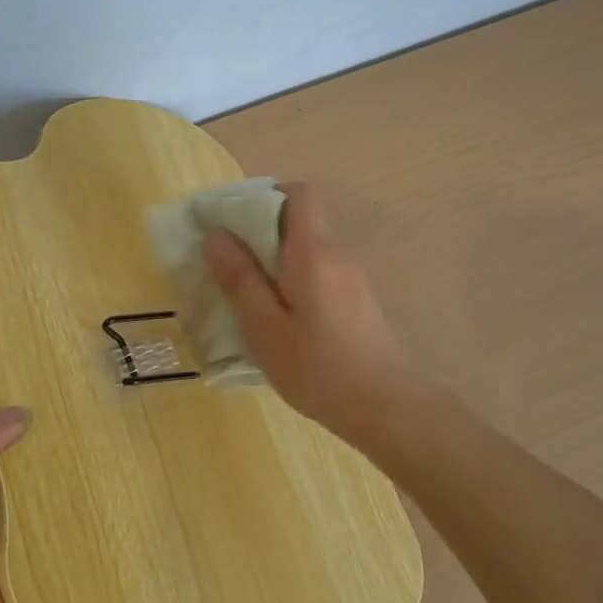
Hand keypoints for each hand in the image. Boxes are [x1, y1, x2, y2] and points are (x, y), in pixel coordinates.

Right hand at [205, 182, 426, 441]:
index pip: (300, 193)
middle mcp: (338, 255)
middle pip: (301, 222)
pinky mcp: (359, 302)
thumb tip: (217, 235)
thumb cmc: (317, 368)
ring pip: (310, 251)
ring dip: (278, 262)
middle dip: (263, 234)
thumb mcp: (264, 327)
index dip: (267, 196)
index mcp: (314, 252)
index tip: (236, 223)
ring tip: (250, 298)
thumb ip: (240, 279)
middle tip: (231, 266)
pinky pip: (321, 275)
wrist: (385, 408)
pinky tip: (283, 321)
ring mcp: (353, 279)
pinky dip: (297, 282)